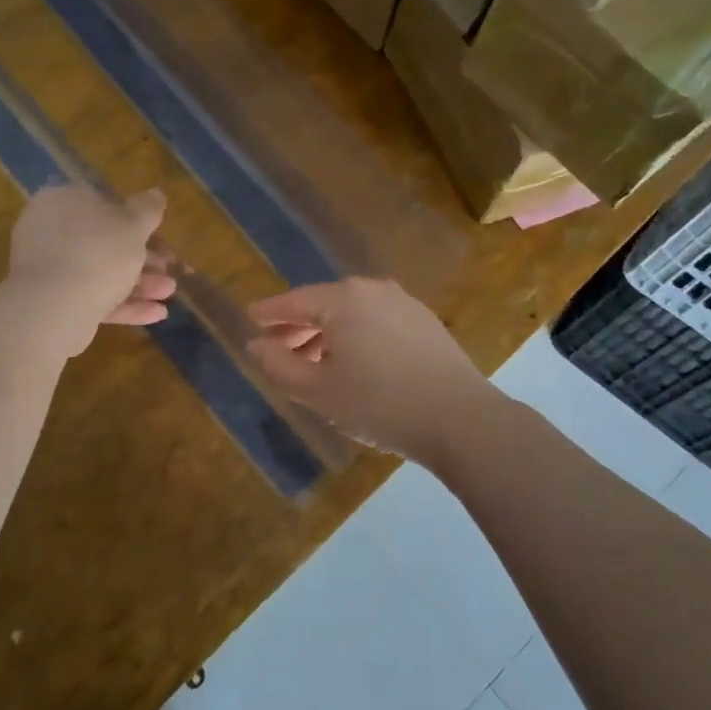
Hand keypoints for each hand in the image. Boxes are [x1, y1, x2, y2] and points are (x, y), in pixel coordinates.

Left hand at [8, 185, 174, 352]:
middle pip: (105, 241)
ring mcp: (49, 267)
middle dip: (142, 259)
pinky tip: (155, 314)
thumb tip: (156, 193)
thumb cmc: (98, 253)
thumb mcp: (133, 225)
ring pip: (101, 271)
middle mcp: (51, 230)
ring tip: (168, 295)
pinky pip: (92, 296)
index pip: (102, 203)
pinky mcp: (52, 300)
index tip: (160, 237)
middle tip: (168, 270)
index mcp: (64, 201)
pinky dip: (123, 304)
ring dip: (139, 283)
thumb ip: (148, 208)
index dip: (135, 220)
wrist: (53, 308)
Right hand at [246, 278, 495, 464]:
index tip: (250, 318)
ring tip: (314, 365)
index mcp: (343, 298)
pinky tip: (355, 364)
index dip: (269, 313)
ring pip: (352, 313)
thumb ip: (278, 365)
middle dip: (298, 327)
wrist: (461, 419)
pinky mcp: (425, 321)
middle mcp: (373, 289)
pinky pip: (377, 321)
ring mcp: (403, 303)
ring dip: (328, 335)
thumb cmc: (379, 403)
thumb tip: (254, 344)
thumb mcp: (318, 391)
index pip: (294, 301)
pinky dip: (357, 336)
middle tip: (278, 352)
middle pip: (324, 304)